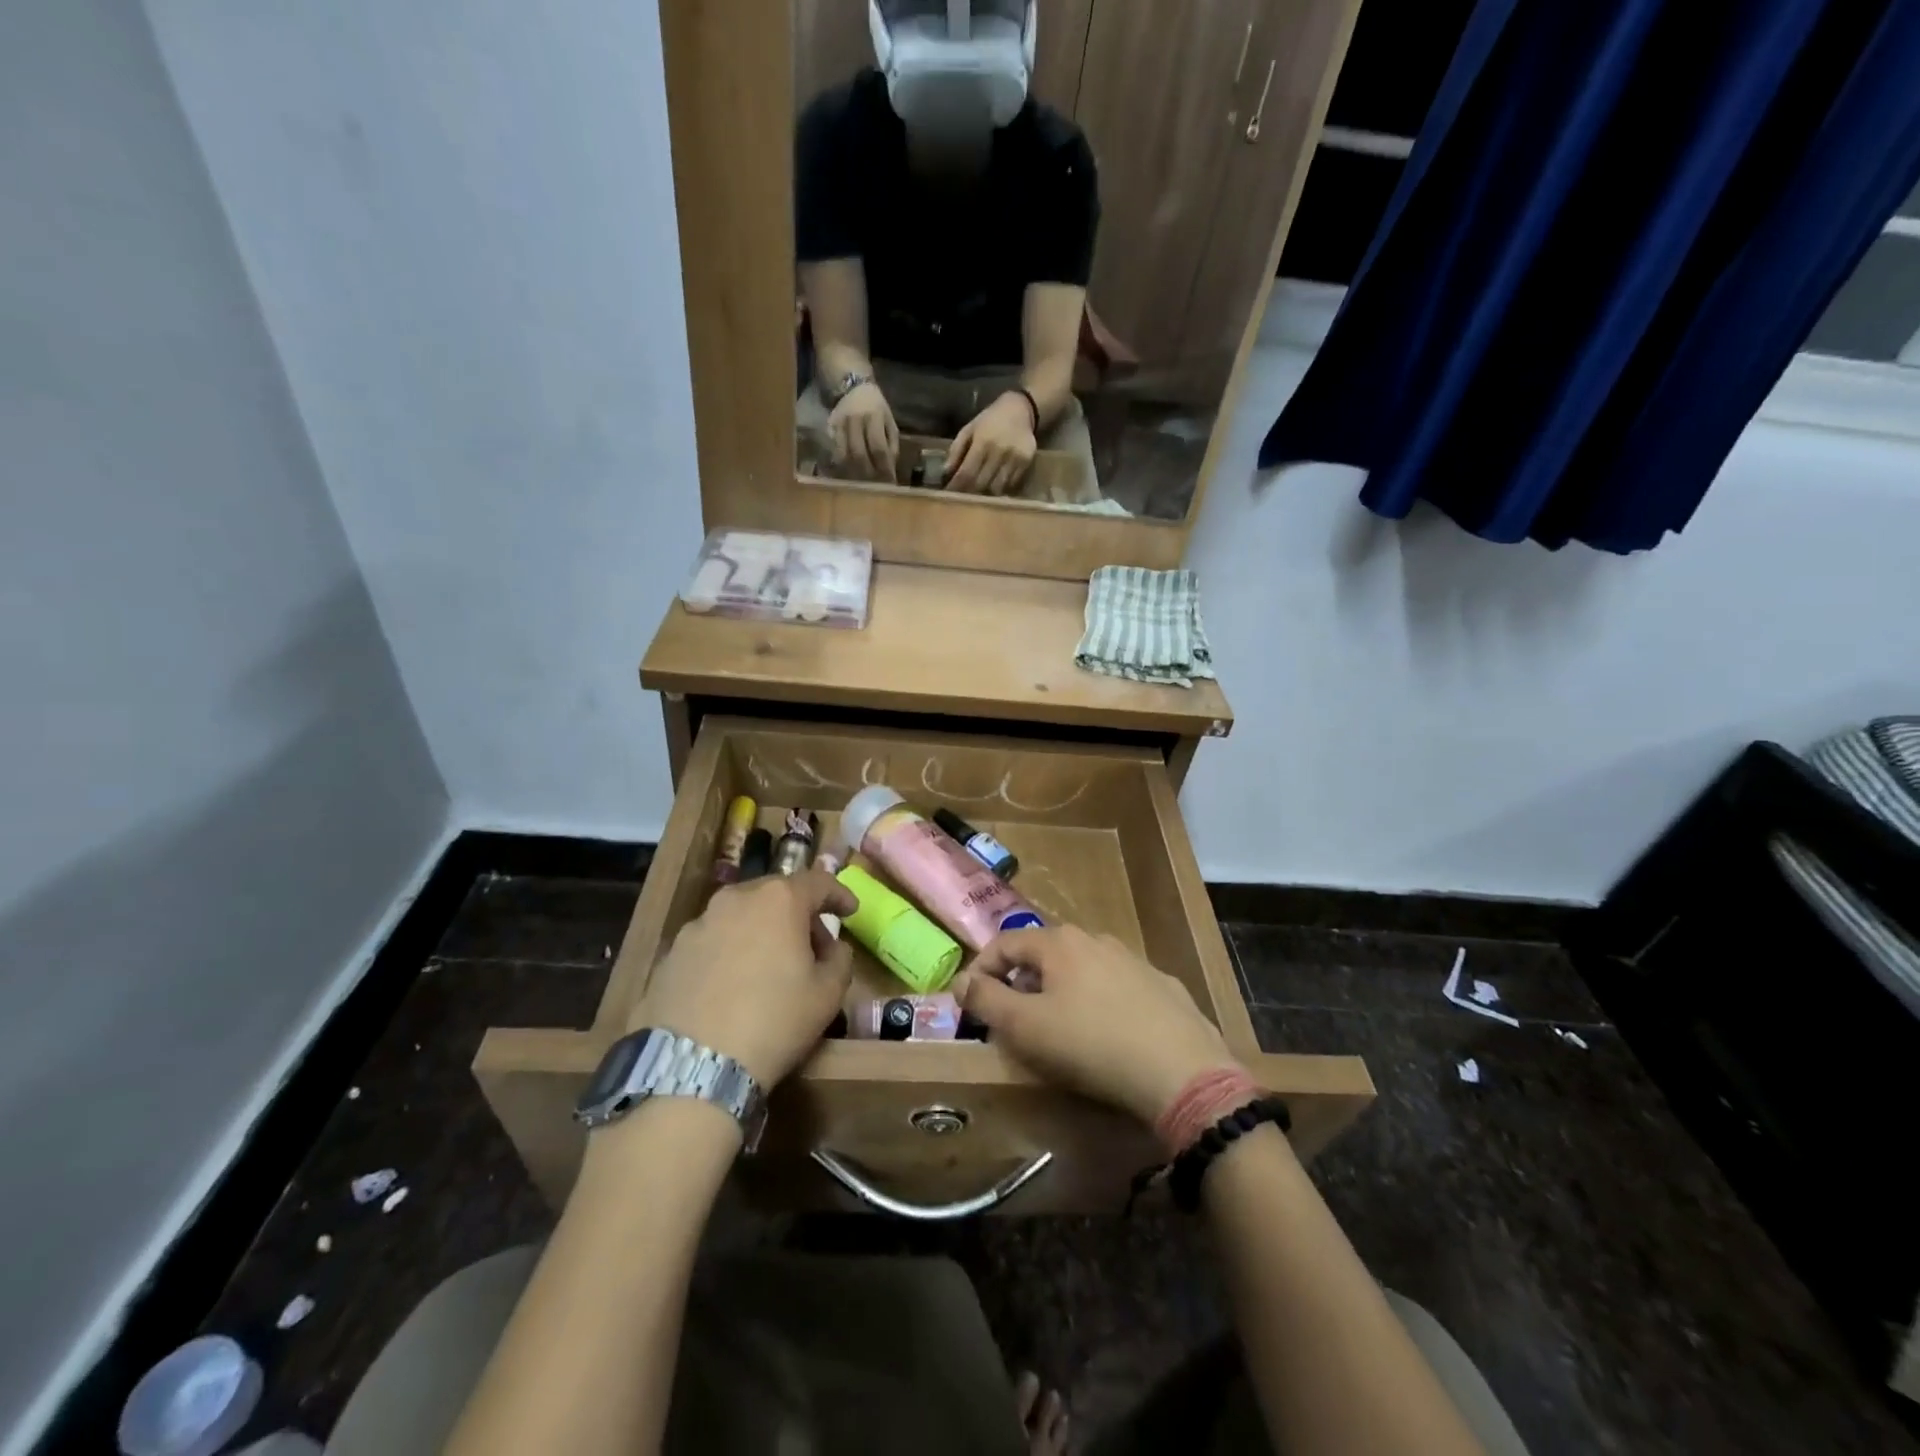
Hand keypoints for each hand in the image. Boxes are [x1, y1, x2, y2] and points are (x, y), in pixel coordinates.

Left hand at [629, 869, 856, 1087]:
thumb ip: (840, 958)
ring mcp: (698, 924)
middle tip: (812, 945)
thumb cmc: (775, 1021)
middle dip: (798, 914)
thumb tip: (832, 948)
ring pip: (741, 916)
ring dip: (761, 931)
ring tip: (769, 966)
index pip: (818, 882)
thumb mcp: (829, 994)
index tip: (850, 911)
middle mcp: (735, 899)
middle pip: (776, 894)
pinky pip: (713, 942)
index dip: (839, 894)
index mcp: (778, 900)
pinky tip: (733, 986)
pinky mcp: (671, 953)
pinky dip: (730, 952)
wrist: (694, 1066)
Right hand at [828, 381, 898, 482]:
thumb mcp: (889, 421)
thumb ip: (891, 443)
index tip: (890, 482)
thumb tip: (890, 468)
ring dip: (855, 472)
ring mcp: (840, 424)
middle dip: (869, 473)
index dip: (885, 468)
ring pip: (845, 456)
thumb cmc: (876, 407)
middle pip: (860, 454)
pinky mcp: (830, 428)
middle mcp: (855, 420)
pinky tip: (851, 470)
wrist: (853, 388)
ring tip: (864, 481)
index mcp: (874, 416)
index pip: (879, 448)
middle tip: (876, 485)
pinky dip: (843, 464)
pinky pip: (835, 451)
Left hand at [947, 392, 1037, 495]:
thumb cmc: (990, 420)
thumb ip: (957, 450)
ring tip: (980, 491)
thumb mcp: (969, 429)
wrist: (1020, 409)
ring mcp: (1014, 458)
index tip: (950, 493)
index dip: (957, 486)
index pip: (967, 472)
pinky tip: (996, 484)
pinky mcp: (1026, 463)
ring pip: (997, 487)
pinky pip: (1011, 484)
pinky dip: (1002, 488)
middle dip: (970, 492)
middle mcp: (999, 451)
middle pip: (981, 483)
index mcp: (982, 441)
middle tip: (963, 495)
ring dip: (986, 493)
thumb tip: (946, 473)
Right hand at [953, 927, 1240, 1124]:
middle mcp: (1095, 939)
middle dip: (1021, 983)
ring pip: (1082, 969)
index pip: (1004, 943)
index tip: (970, 1003)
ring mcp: (1133, 960)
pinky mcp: (1161, 985)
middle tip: (1013, 1021)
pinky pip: (1116, 988)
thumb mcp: (1025, 1027)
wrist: (1182, 1070)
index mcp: (1058, 943)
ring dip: (1061, 992)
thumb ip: (986, 1000)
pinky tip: (1107, 1035)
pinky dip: (1099, 1003)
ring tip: (1059, 1030)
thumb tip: (962, 980)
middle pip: (1043, 955)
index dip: (980, 970)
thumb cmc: (1091, 1044)